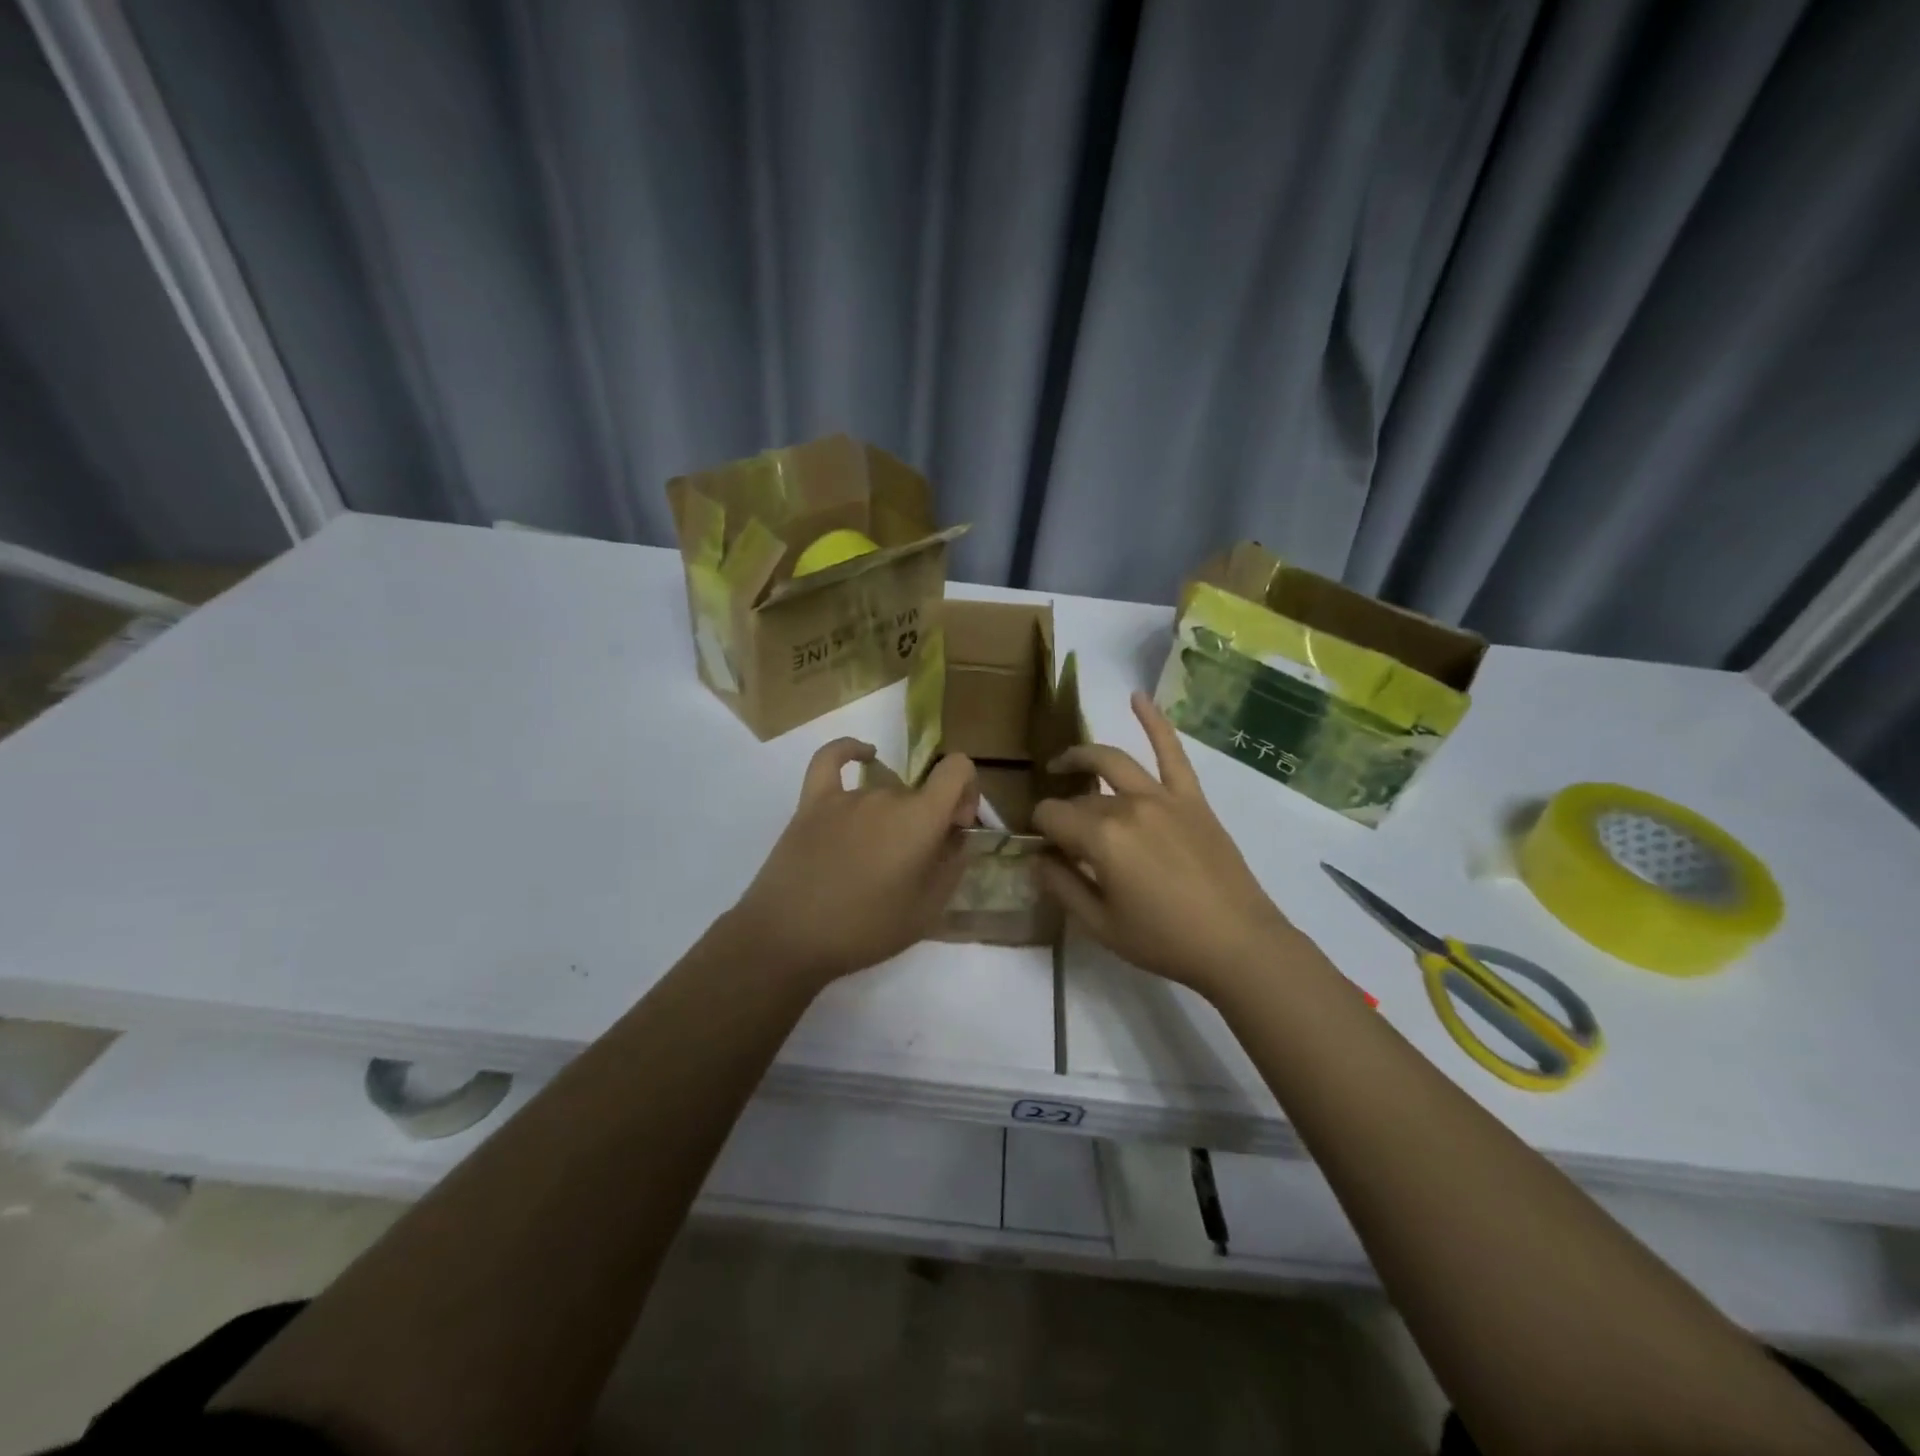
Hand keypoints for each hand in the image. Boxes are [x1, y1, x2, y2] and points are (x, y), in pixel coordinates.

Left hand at [728, 738, 978, 989]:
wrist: (789, 938)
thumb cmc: (865, 930)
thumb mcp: (927, 910)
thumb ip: (952, 866)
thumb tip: (958, 837)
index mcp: (920, 818)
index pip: (957, 769)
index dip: (967, 791)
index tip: (956, 826)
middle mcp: (887, 796)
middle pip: (919, 793)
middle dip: (927, 820)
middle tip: (912, 866)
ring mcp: (846, 797)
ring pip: (884, 794)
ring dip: (892, 817)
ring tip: (877, 862)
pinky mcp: (812, 802)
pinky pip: (831, 761)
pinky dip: (851, 751)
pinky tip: (864, 755)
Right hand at [1033, 693, 1299, 998]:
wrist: (1238, 944)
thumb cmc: (1164, 941)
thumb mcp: (1100, 926)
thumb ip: (1061, 886)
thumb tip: (1038, 858)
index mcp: (1101, 837)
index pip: (1050, 816)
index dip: (1040, 832)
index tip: (1046, 852)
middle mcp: (1128, 805)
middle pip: (1080, 797)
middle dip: (1064, 814)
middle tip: (1063, 841)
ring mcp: (1163, 796)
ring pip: (1112, 762)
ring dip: (1082, 756)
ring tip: (1063, 764)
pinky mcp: (1192, 798)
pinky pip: (1172, 751)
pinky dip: (1154, 721)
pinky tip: (1136, 697)